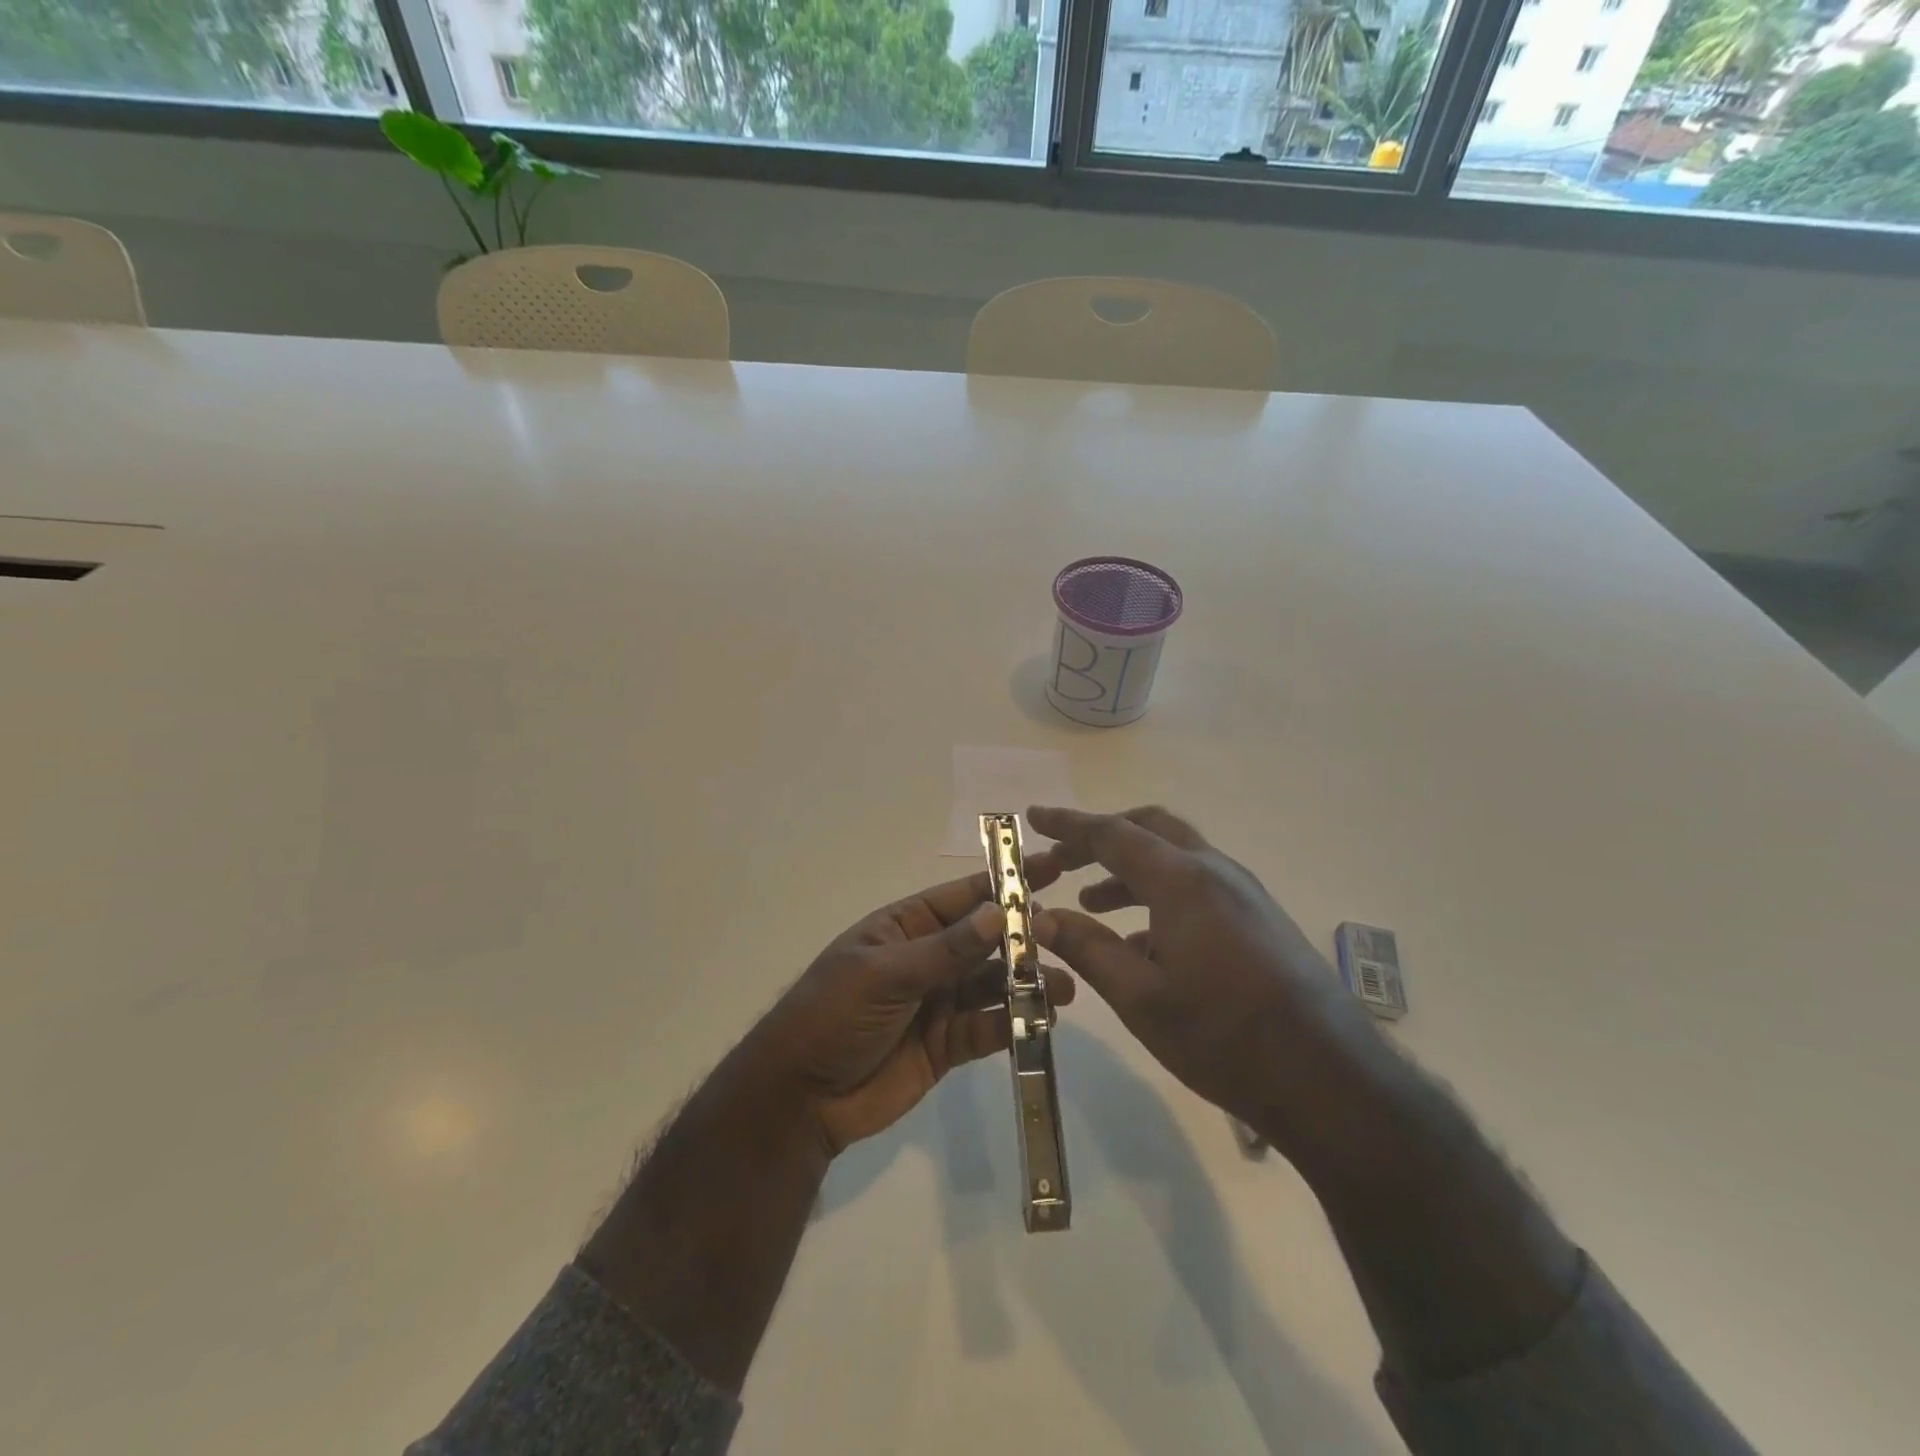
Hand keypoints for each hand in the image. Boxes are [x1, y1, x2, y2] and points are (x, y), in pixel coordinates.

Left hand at [750, 859, 1076, 1157]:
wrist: (800, 1097)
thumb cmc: (833, 1015)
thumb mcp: (885, 974)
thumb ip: (945, 950)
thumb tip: (999, 914)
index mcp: (906, 927)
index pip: (963, 896)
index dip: (1005, 882)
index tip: (1050, 867)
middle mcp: (928, 959)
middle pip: (985, 941)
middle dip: (1024, 936)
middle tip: (1067, 935)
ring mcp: (939, 1002)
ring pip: (993, 985)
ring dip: (1027, 982)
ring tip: (1065, 986)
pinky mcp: (948, 1044)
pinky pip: (988, 1028)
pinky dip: (1015, 1023)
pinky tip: (1044, 1020)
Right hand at [1028, 805, 1382, 1163]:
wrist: (1330, 1079)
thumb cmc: (1224, 1036)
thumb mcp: (1140, 998)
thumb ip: (1087, 949)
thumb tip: (1042, 918)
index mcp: (1182, 881)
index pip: (1112, 834)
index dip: (1068, 824)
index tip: (1033, 817)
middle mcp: (1215, 871)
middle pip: (1149, 830)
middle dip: (1101, 838)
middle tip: (1061, 858)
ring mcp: (1243, 893)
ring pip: (1175, 858)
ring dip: (1129, 869)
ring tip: (1091, 900)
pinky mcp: (1259, 918)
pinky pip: (1198, 887)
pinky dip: (1159, 895)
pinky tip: (1142, 942)